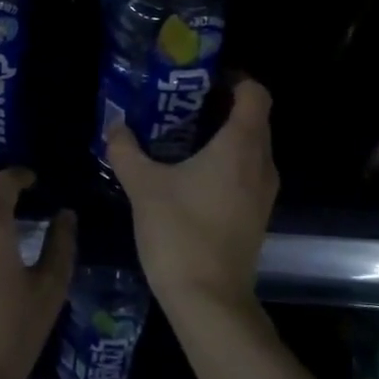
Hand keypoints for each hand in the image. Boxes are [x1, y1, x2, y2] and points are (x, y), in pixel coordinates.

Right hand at [105, 76, 277, 316]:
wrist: (208, 300)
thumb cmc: (180, 233)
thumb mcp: (143, 186)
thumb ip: (127, 150)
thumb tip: (115, 126)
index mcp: (241, 146)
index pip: (255, 93)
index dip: (234, 78)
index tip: (202, 80)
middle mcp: (261, 163)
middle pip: (254, 118)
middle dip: (222, 105)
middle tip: (181, 104)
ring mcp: (263, 192)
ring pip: (252, 147)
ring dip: (224, 135)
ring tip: (181, 136)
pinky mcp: (256, 215)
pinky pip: (247, 171)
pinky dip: (226, 161)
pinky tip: (191, 174)